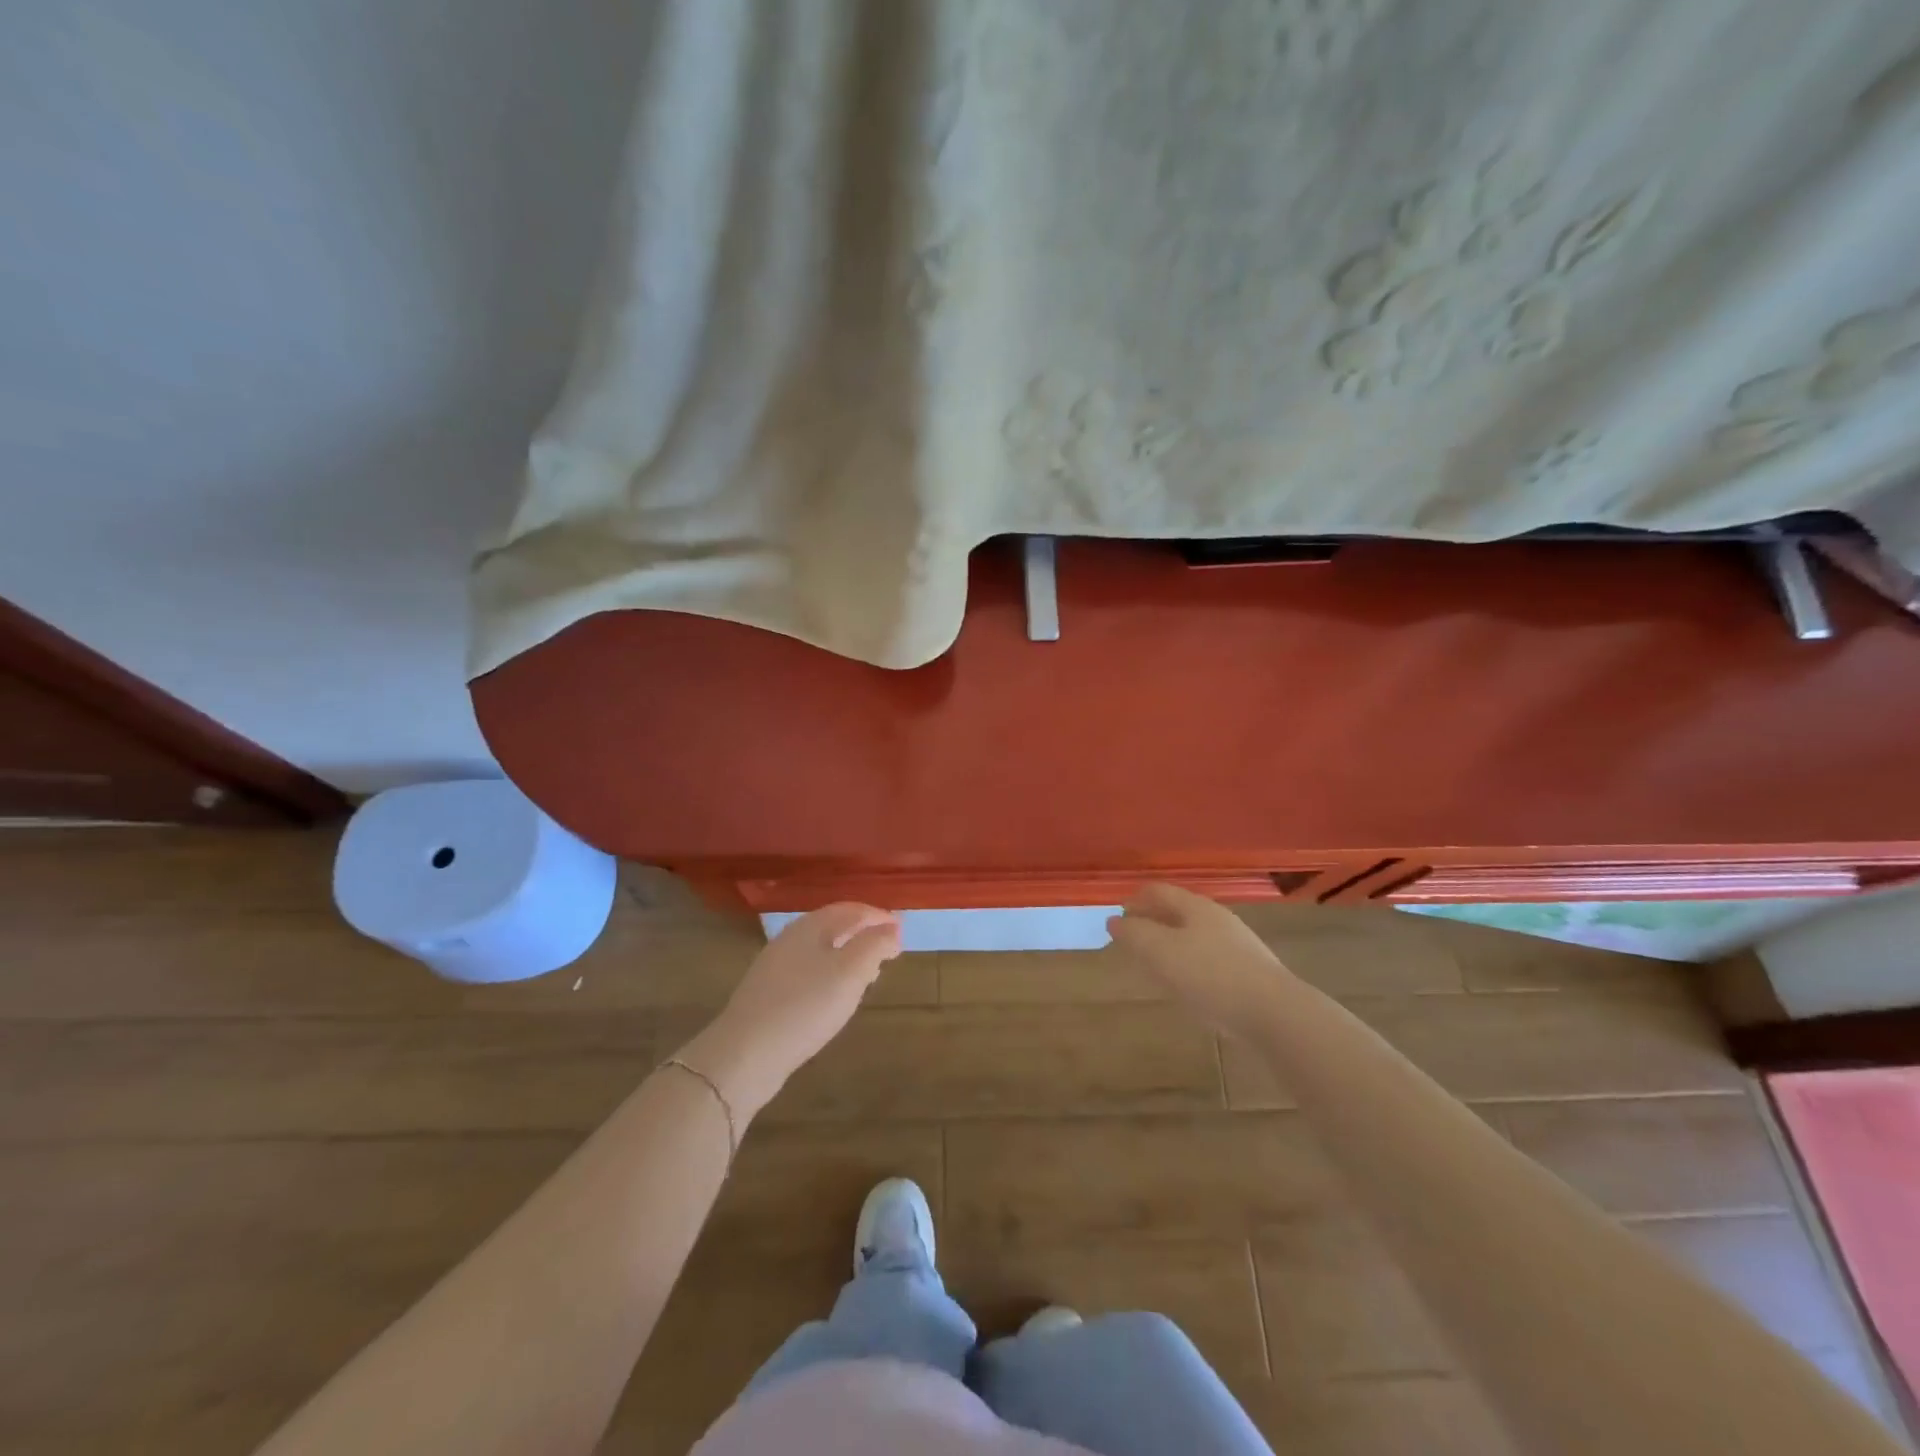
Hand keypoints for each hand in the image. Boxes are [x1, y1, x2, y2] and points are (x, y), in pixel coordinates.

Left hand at [678, 904, 901, 1116]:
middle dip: (864, 934)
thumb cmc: (805, 1006)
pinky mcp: (768, 993)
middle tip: (890, 949)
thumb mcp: (850, 972)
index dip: (879, 916)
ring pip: (821, 950)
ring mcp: (775, 966)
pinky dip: (832, 974)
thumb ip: (875, 945)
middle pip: (834, 926)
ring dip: (849, 955)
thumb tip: (891, 928)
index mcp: (810, 926)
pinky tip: (836, 996)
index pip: (851, 909)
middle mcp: (790, 938)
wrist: (745, 1054)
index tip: (902, 929)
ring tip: (870, 973)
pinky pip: (809, 972)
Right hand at [1108, 883, 1295, 1040]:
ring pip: (1195, 935)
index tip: (1118, 917)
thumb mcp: (1161, 952)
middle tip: (1133, 941)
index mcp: (1195, 907)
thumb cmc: (1210, 976)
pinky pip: (1210, 959)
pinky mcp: (1249, 971)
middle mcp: (1218, 918)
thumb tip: (1114, 920)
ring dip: (1172, 943)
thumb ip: (1134, 934)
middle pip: (1178, 911)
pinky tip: (1188, 986)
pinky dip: (1191, 963)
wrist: (1274, 1013)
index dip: (1134, 900)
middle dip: (1153, 921)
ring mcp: (1238, 945)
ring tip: (1156, 964)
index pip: (1158, 891)